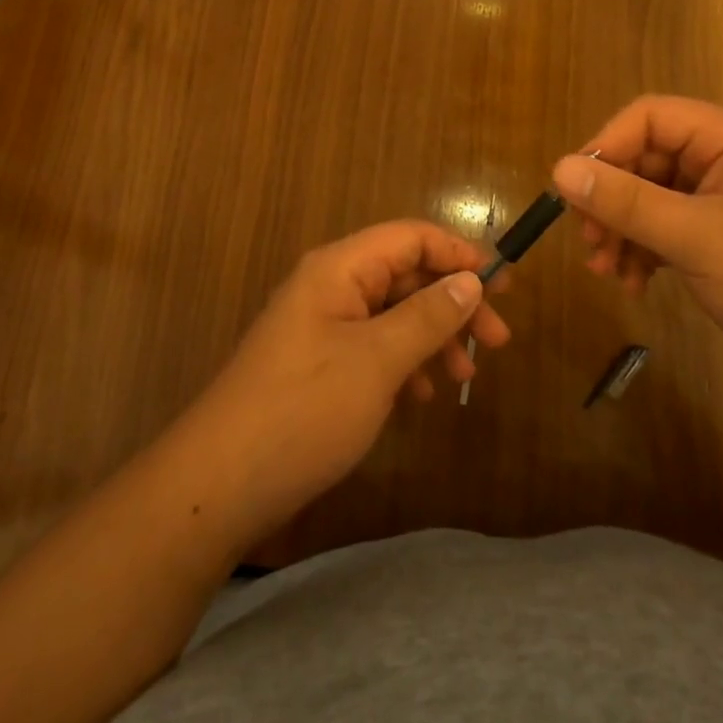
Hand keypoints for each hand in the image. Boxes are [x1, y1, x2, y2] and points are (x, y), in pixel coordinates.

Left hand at [176, 221, 508, 547]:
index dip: (459, 253)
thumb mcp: (377, 360)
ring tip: (464, 377)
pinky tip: (420, 397)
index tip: (503, 285)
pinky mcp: (318, 364)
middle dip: (453, 303)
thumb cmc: (304, 409)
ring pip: (393, 314)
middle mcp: (330, 286)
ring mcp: (322, 326)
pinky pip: (374, 347)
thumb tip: (471, 280)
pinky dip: (404, 363)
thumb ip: (428, 316)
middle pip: (406, 275)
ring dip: (433, 337)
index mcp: (339, 268)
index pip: (411, 237)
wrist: (219, 484)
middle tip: (497, 341)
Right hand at [551, 96, 722, 393]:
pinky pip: (664, 229)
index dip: (607, 146)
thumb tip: (559, 169)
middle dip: (611, 199)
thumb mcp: (695, 237)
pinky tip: (634, 284)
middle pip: (644, 158)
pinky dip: (642, 251)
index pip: (649, 117)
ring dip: (621, 230)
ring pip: (649, 197)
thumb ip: (626, 201)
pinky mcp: (719, 239)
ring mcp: (722, 201)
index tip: (576, 191)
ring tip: (605, 270)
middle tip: (588, 240)